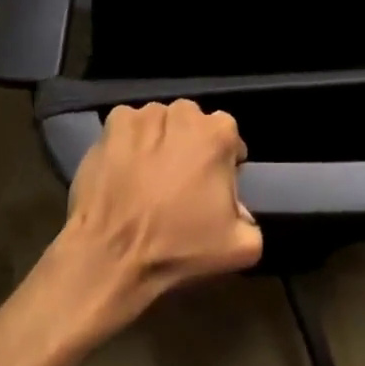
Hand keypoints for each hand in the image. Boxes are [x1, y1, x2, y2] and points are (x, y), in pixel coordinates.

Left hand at [52, 101, 262, 328]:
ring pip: (160, 123)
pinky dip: (129, 142)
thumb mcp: (239, 248)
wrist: (112, 254)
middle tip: (178, 183)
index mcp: (219, 133)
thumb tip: (242, 211)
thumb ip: (252, 222)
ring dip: (159, 141)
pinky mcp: (113, 122)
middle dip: (190, 147)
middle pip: (193, 125)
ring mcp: (146, 114)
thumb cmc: (177, 246)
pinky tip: (125, 170)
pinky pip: (129, 127)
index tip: (211, 187)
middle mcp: (184, 111)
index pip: (228, 138)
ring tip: (147, 177)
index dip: (222, 163)